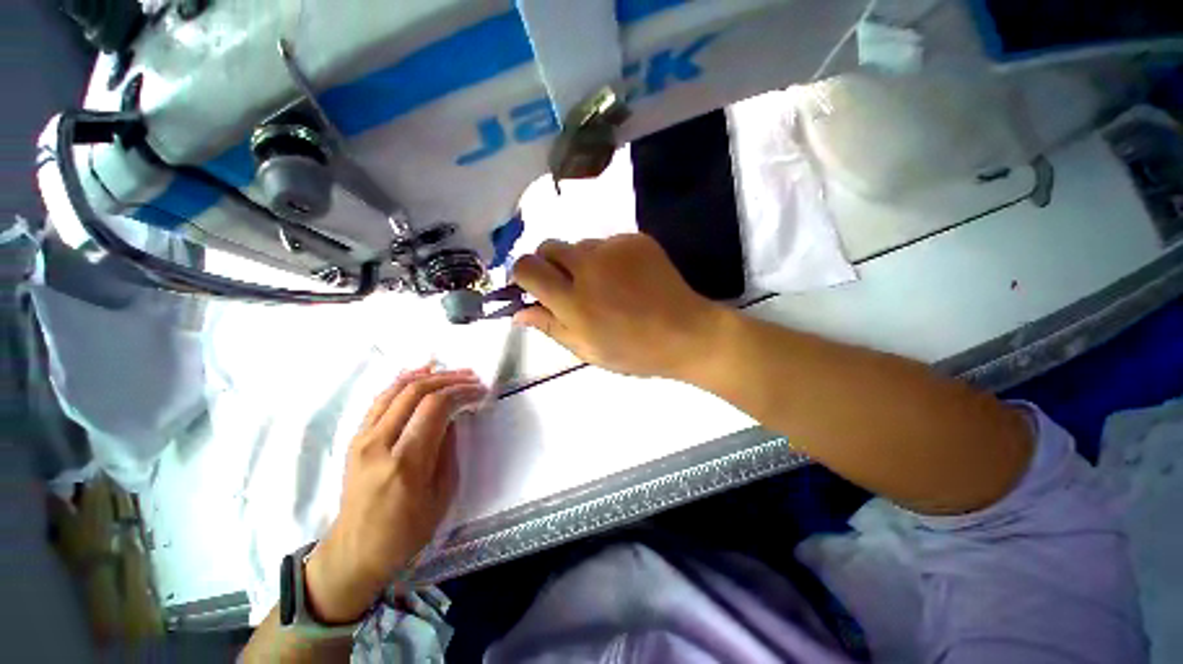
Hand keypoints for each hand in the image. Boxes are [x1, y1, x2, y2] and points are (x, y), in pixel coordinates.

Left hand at [304, 366, 486, 623]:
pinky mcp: (355, 439)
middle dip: (448, 379)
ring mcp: (362, 439)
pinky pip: (381, 400)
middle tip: (471, 378)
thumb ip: (448, 449)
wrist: (355, 551)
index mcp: (405, 462)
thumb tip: (454, 417)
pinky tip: (419, 375)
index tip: (480, 391)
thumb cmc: (406, 531)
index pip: (435, 407)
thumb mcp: (441, 494)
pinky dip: (403, 382)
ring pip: (395, 390)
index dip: (461, 392)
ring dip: (427, 376)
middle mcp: (379, 443)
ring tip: (451, 372)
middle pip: (415, 392)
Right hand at [512, 234, 723, 378]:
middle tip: (569, 287)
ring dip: (581, 262)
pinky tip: (626, 279)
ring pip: (579, 245)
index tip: (534, 288)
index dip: (523, 276)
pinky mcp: (636, 239)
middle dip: (549, 264)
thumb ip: (550, 326)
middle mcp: (589, 266)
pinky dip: (607, 259)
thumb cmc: (634, 351)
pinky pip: (607, 243)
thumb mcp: (587, 350)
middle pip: (548, 246)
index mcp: (574, 300)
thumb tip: (518, 311)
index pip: (526, 268)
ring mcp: (615, 248)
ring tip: (605, 286)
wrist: (687, 333)